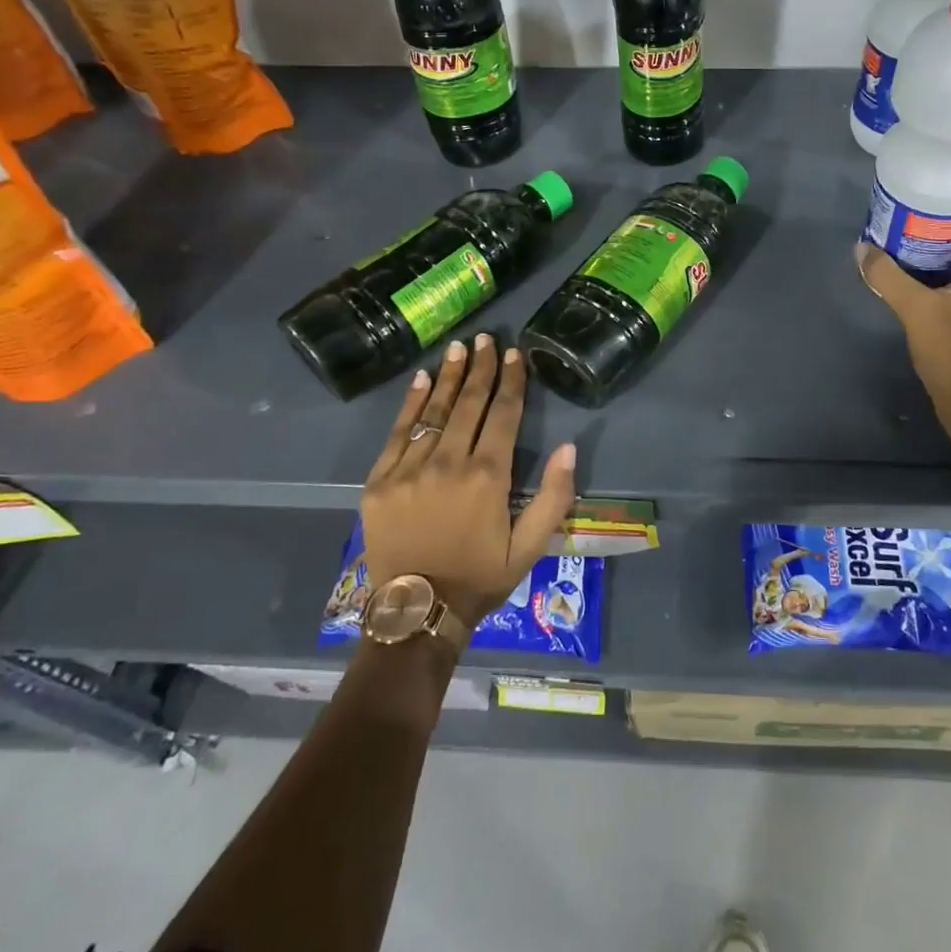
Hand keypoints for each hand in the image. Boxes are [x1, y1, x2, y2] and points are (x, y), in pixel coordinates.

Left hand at [357, 334, 577, 631]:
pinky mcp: (381, 480)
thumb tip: (570, 446)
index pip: (503, 415)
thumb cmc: (479, 578)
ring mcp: (410, 469)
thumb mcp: (530, 547)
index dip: (511, 381)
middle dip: (480, 368)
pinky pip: (399, 432)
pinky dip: (411, 403)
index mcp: (488, 477)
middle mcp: (449, 463)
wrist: (416, 613)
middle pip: (469, 404)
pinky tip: (421, 379)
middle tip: (486, 338)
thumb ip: (554, 496)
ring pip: (434, 411)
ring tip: (457, 347)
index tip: (514, 354)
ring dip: (448, 376)